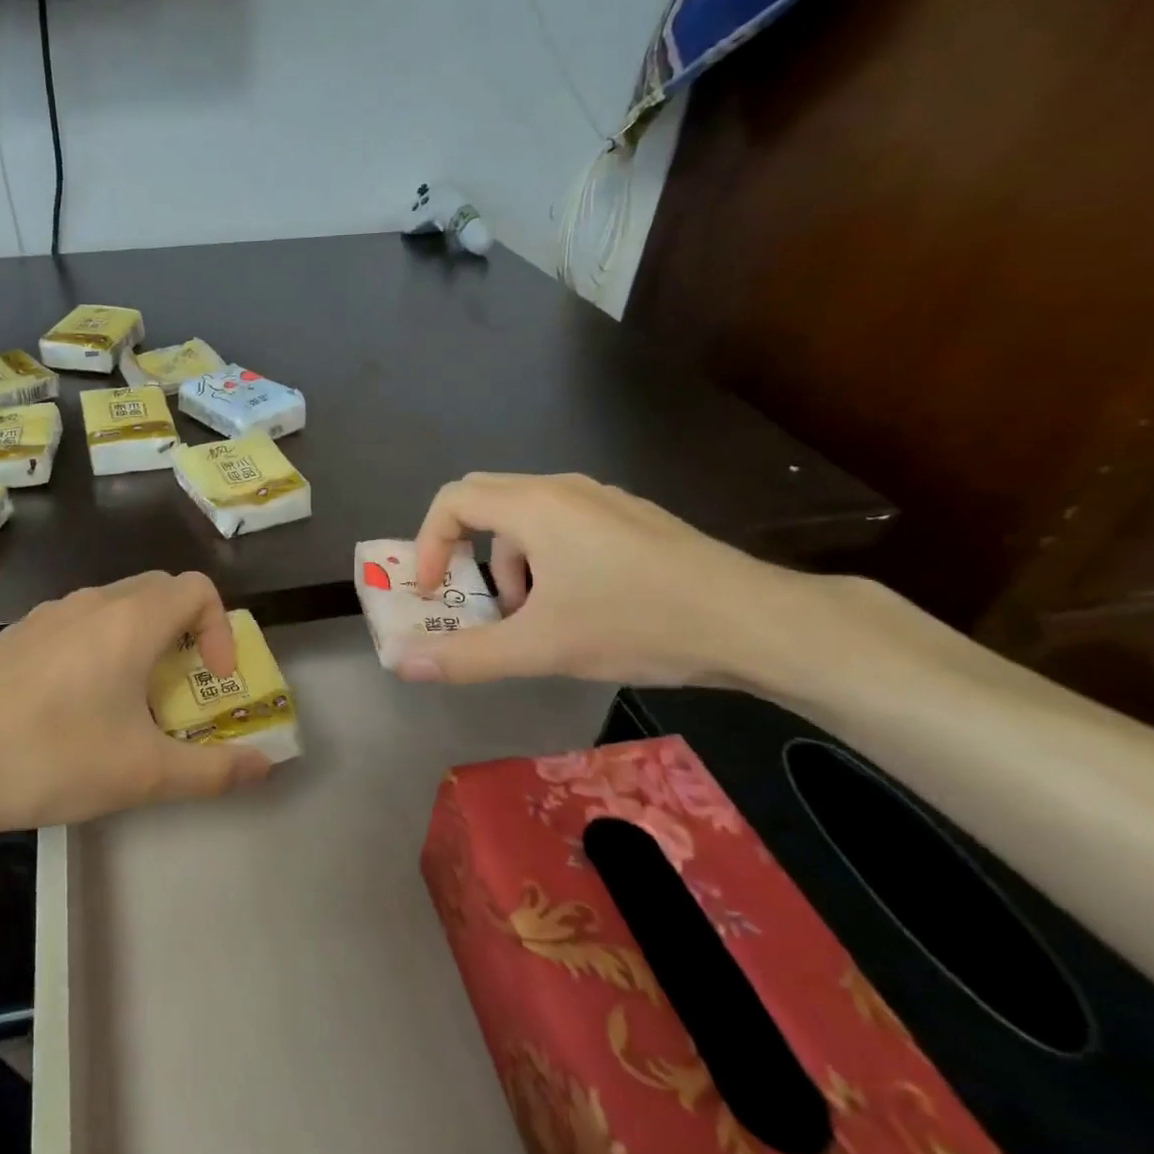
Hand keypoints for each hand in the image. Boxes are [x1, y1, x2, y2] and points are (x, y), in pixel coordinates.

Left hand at [0, 571, 273, 846]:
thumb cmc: (50, 757)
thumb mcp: (142, 774)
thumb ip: (212, 770)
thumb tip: (266, 767)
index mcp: (130, 620)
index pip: (198, 589)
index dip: (221, 628)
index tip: (212, 679)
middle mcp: (90, 603)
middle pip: (158, 591)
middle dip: (185, 632)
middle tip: (180, 687)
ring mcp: (46, 615)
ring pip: (114, 607)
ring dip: (140, 641)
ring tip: (129, 703)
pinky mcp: (14, 636)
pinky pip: (75, 625)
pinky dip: (99, 648)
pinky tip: (73, 707)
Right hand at [398, 472, 811, 687]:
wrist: (752, 621)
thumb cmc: (635, 623)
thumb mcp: (540, 647)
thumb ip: (465, 656)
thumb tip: (401, 663)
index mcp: (535, 506)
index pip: (452, 501)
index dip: (429, 545)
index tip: (435, 593)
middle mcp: (565, 490)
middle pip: (486, 502)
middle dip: (467, 555)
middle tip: (474, 602)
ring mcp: (604, 501)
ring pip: (528, 520)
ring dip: (511, 565)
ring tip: (534, 620)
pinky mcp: (633, 520)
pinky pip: (566, 527)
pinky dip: (547, 562)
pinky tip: (580, 609)